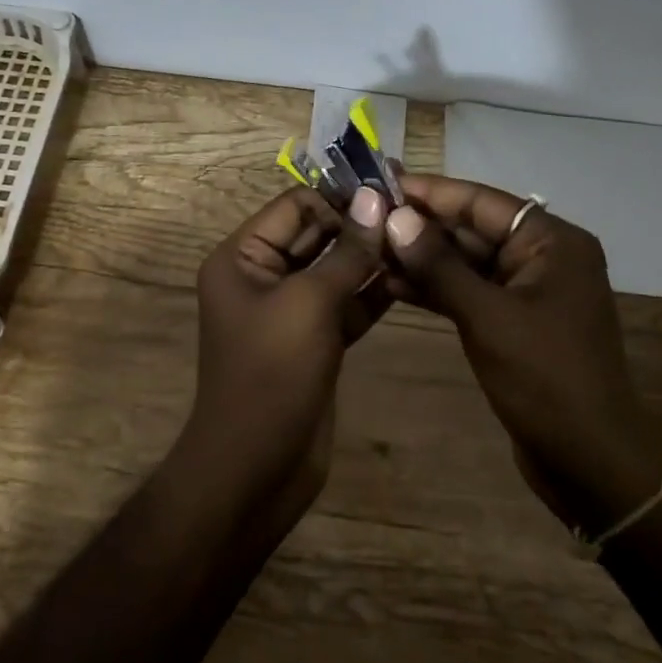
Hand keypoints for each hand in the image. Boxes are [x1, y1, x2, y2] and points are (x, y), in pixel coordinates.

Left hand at [179, 185, 390, 524]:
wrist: (257, 470)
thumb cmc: (272, 374)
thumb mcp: (309, 304)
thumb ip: (346, 252)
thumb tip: (376, 200)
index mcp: (242, 257)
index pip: (294, 206)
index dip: (339, 198)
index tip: (390, 193)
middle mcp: (262, 275)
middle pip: (315, 234)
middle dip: (359, 225)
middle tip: (412, 213)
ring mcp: (290, 310)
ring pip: (334, 269)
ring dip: (371, 257)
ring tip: (418, 240)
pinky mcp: (315, 339)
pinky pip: (345, 303)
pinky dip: (372, 291)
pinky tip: (411, 277)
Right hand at [382, 175, 661, 532]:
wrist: (590, 464)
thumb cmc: (546, 380)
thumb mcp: (487, 317)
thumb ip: (439, 265)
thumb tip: (394, 217)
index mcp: (552, 241)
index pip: (481, 201)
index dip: (430, 191)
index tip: (381, 182)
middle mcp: (542, 256)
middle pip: (472, 228)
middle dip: (420, 226)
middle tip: (366, 217)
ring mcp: (527, 290)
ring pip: (466, 261)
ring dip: (422, 258)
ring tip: (369, 249)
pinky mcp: (513, 321)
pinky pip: (469, 291)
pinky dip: (435, 288)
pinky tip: (391, 284)